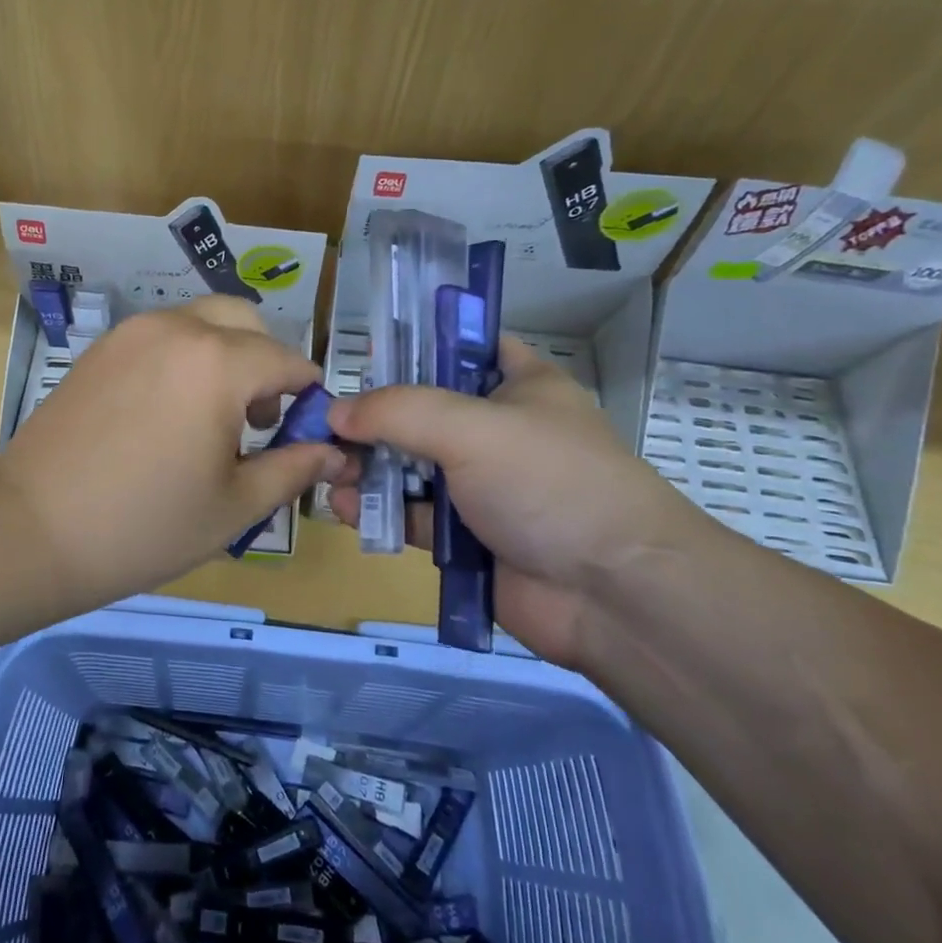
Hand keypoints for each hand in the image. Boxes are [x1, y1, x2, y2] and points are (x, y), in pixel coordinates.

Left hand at [0, 297, 347, 604]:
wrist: (33, 528)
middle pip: (245, 322)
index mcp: (219, 363)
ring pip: (201, 323)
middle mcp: (177, 329)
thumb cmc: (145, 525)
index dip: (307, 395)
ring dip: (224, 356)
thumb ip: (293, 469)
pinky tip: (165, 414)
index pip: (288, 360)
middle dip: (266, 362)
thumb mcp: (235, 506)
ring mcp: (132, 333)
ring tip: (209, 420)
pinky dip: (183, 358)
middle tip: (257, 421)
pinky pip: (161, 336)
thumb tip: (335, 453)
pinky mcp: (100, 348)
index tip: (303, 432)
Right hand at [326, 337, 705, 664]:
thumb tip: (335, 413)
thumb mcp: (473, 428)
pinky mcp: (468, 539)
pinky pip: (412, 516)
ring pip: (412, 466)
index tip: (364, 358)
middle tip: (326, 427)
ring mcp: (484, 487)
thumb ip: (398, 412)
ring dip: (369, 467)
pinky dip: (380, 510)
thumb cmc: (551, 484)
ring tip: (329, 470)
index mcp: (520, 386)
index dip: (415, 347)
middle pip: (423, 411)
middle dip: (373, 418)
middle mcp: (500, 432)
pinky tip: (347, 508)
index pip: (464, 347)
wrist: (614, 595)